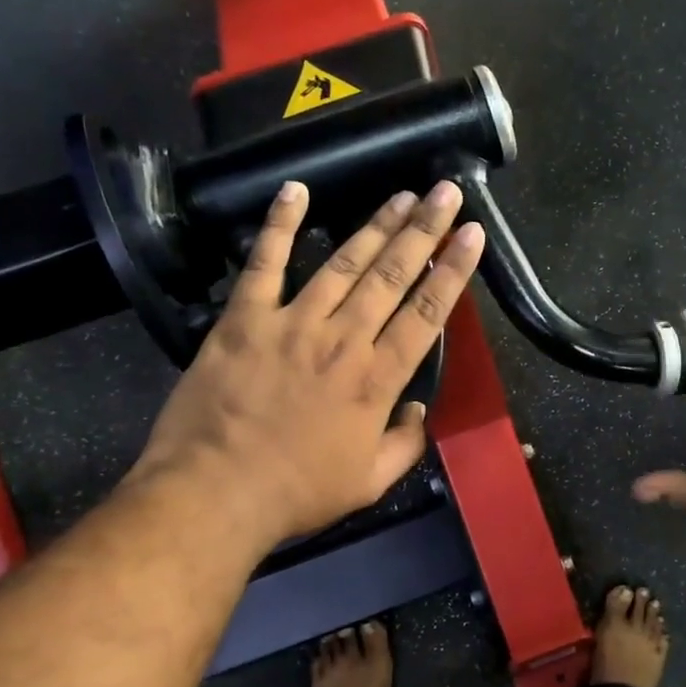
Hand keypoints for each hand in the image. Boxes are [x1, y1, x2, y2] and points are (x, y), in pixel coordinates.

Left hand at [133, 179, 483, 554]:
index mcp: (377, 379)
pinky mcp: (244, 319)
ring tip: (402, 194)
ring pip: (343, 263)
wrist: (213, 494)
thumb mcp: (370, 483)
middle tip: (446, 192)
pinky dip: (279, 225)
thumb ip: (405, 444)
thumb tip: (418, 411)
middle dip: (424, 230)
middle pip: (392, 275)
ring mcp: (292, 323)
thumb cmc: (297, 493)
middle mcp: (343, 340)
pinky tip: (296, 191)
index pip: (426, 312)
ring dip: (376, 225)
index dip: (453, 270)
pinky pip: (264, 263)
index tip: (472, 234)